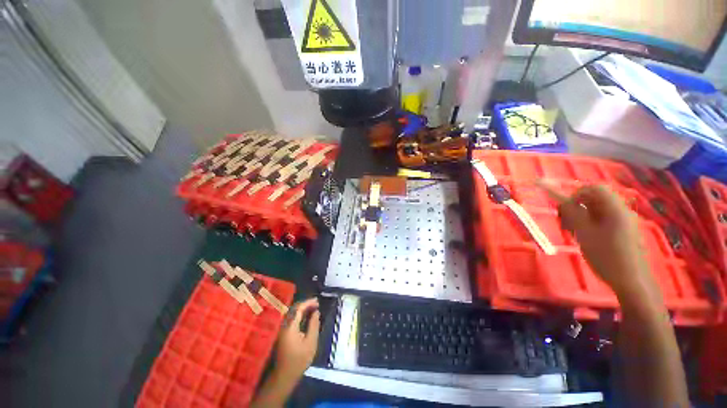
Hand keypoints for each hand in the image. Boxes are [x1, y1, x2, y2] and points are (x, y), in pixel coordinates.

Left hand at [275, 298, 319, 377]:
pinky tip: (306, 316)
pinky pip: (291, 318)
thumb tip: (316, 312)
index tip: (317, 301)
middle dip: (305, 304)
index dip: (308, 303)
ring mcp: (282, 329)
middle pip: (294, 309)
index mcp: (290, 326)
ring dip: (302, 309)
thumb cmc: (299, 360)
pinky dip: (299, 314)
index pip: (298, 309)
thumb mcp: (311, 342)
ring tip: (313, 308)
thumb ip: (314, 325)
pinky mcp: (283, 333)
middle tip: (316, 303)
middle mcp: (284, 325)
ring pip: (292, 313)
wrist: (285, 375)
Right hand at [538, 182, 655, 296]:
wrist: (631, 281)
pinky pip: (603, 220)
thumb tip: (562, 200)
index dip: (577, 194)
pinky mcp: (623, 232)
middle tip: (566, 222)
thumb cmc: (607, 256)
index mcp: (615, 209)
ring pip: (598, 210)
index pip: (594, 189)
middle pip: (596, 199)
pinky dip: (590, 224)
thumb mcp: (585, 234)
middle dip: (578, 206)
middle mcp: (621, 211)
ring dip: (582, 216)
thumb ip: (573, 214)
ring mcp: (624, 222)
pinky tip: (585, 238)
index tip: (565, 208)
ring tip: (574, 232)